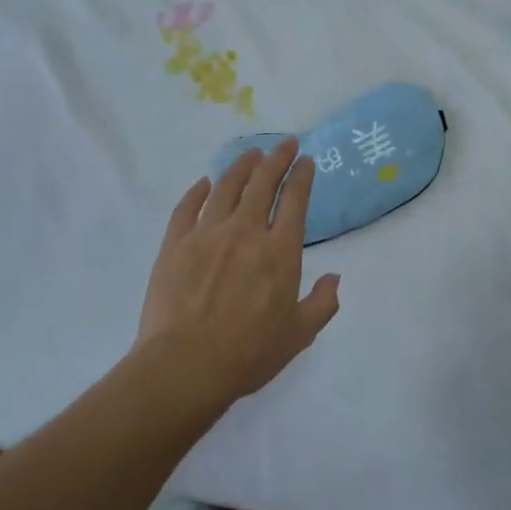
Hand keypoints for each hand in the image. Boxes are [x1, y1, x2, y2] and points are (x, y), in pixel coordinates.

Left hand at [133, 138, 341, 405]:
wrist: (186, 365)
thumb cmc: (248, 354)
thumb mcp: (298, 335)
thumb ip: (322, 304)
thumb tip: (335, 278)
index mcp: (279, 251)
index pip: (294, 200)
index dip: (301, 176)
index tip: (305, 160)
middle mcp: (245, 231)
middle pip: (262, 183)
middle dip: (276, 159)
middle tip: (284, 144)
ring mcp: (207, 234)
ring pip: (226, 187)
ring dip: (241, 166)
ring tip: (250, 155)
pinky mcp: (175, 243)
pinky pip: (187, 207)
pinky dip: (198, 191)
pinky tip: (204, 183)